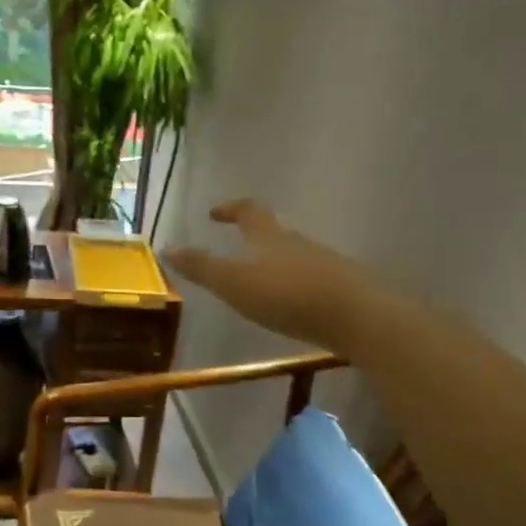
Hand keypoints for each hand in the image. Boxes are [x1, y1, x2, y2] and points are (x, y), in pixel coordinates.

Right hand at [165, 200, 356, 347]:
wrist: (358, 317)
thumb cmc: (287, 294)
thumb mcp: (234, 282)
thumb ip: (201, 267)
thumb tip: (167, 247)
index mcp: (269, 235)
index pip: (248, 210)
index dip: (230, 208)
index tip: (214, 213)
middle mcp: (297, 242)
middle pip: (273, 231)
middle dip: (253, 237)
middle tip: (235, 247)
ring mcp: (324, 264)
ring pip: (293, 256)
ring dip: (274, 262)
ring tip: (258, 281)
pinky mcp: (342, 288)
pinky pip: (310, 279)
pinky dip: (293, 285)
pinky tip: (289, 305)